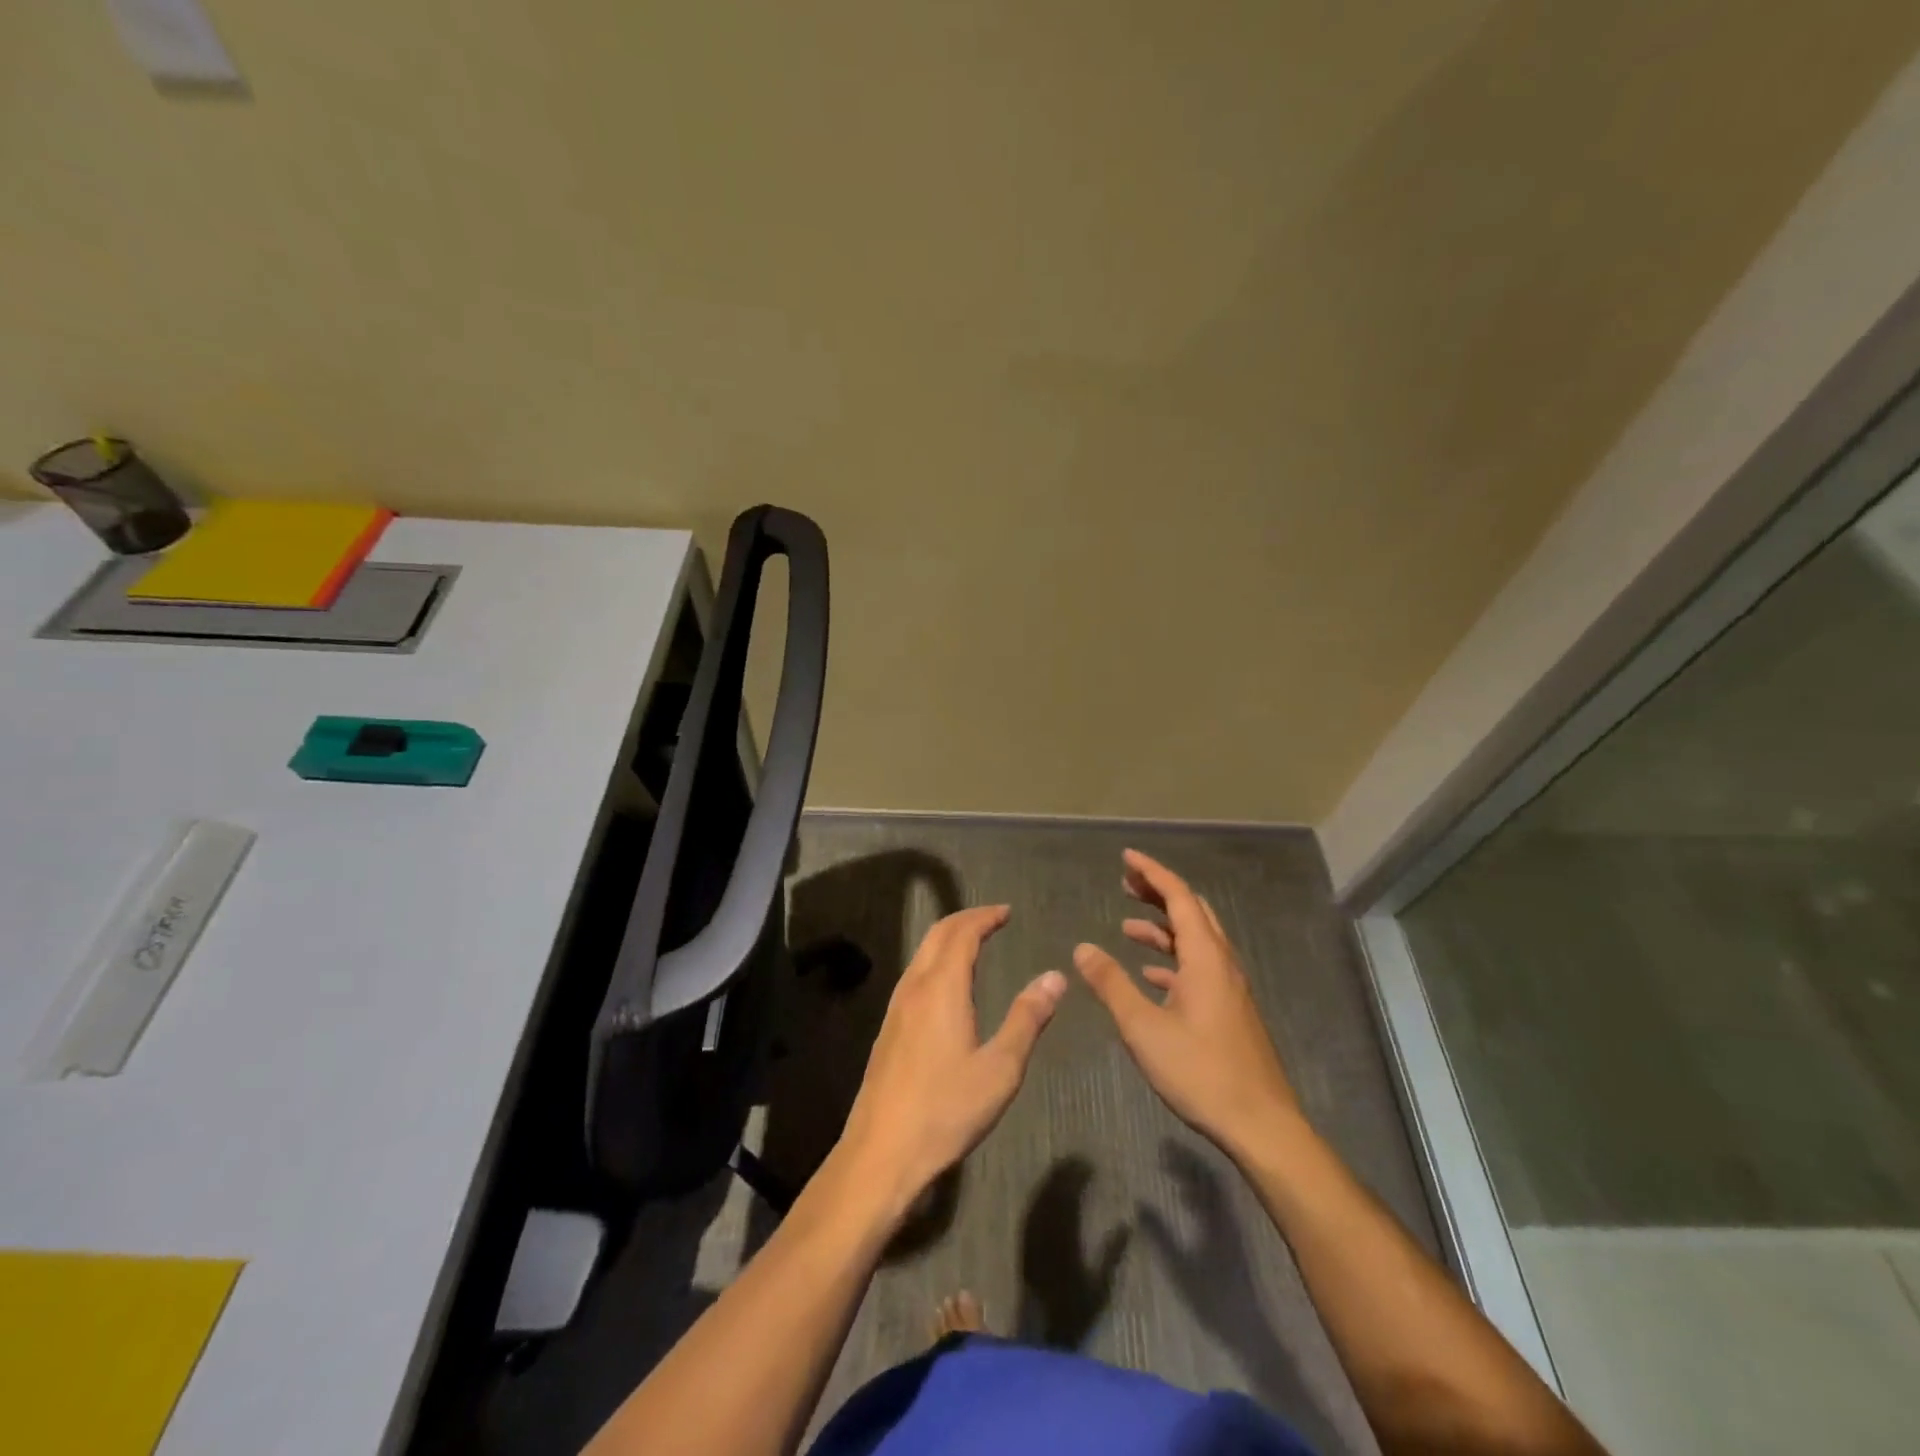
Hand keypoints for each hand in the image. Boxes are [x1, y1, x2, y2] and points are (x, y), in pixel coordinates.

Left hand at [836, 906, 1066, 1218]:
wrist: (881, 1152)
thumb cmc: (946, 1109)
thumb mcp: (1000, 1068)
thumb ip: (1027, 1019)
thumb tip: (1055, 977)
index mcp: (942, 988)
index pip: (962, 933)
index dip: (985, 917)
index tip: (1006, 911)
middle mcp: (915, 988)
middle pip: (937, 935)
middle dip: (965, 920)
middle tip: (993, 918)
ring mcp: (896, 1008)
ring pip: (922, 955)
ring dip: (948, 939)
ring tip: (974, 943)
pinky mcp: (888, 1029)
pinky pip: (914, 975)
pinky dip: (936, 961)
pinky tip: (947, 985)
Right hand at [1075, 850, 1299, 1157]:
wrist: (1262, 1125)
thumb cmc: (1201, 1071)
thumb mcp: (1144, 1027)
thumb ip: (1111, 984)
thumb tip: (1082, 948)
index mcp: (1205, 958)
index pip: (1179, 897)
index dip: (1152, 873)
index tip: (1126, 857)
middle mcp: (1222, 963)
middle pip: (1191, 912)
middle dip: (1158, 893)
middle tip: (1125, 884)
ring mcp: (1230, 988)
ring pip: (1196, 940)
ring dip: (1163, 927)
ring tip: (1127, 925)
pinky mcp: (1231, 1010)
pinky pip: (1200, 967)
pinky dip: (1173, 958)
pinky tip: (1151, 974)